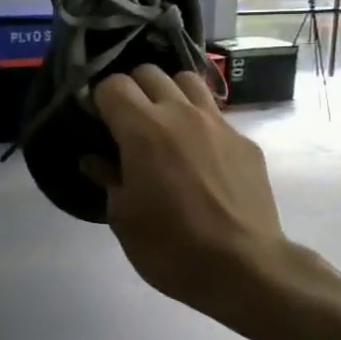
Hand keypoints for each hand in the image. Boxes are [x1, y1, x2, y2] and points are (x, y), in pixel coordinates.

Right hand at [84, 66, 286, 318]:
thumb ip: (108, 180)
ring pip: (188, 81)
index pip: (113, 85)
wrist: (245, 267)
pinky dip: (199, 122)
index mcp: (143, 130)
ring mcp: (218, 124)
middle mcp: (181, 114)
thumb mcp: (124, 220)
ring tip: (164, 123)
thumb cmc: (172, 248)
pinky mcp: (245, 141)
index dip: (99, 99)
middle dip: (132, 88)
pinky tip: (199, 155)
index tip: (97, 121)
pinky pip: (216, 114)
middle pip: (150, 72)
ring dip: (169, 93)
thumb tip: (95, 161)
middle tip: (127, 121)